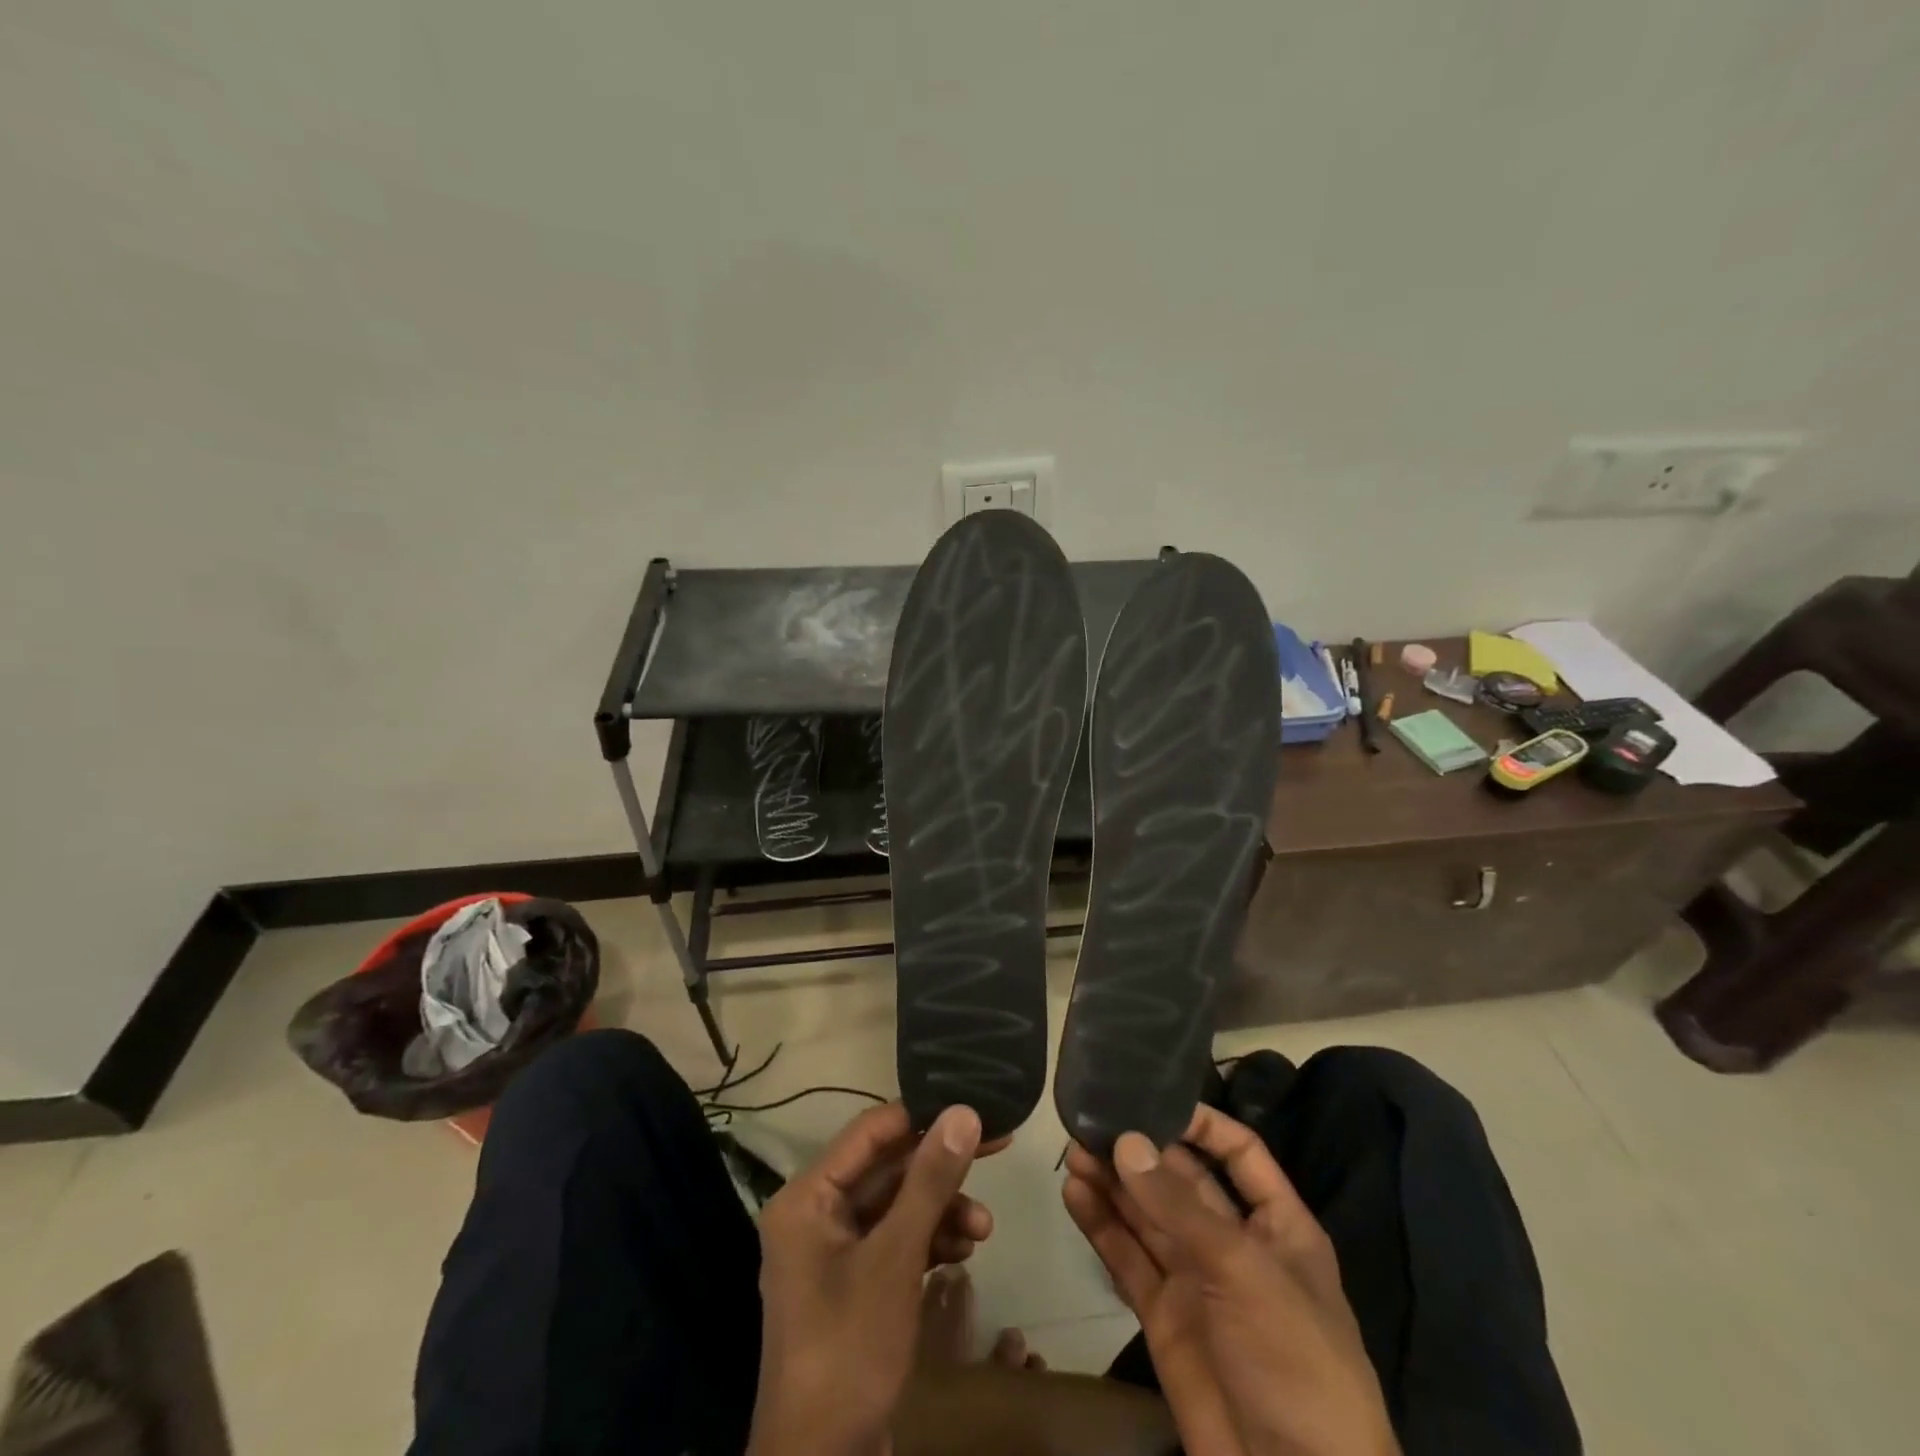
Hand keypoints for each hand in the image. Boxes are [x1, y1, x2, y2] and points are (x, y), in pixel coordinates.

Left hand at [749, 1101, 998, 1455]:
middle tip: (997, 1149)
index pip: (871, 1132)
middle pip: (887, 1169)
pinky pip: (895, 1241)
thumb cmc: (849, 1349)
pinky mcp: (854, 1284)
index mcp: (808, 1197)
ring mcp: (834, 1253)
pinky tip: (963, 1250)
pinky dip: (929, 1241)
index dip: (923, 1116)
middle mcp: (816, 1214)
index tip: (975, 1107)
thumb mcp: (895, 1258)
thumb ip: (930, 1181)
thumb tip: (964, 1112)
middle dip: (940, 1169)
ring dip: (941, 1210)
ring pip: (896, 1206)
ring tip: (984, 1228)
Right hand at [1063, 1106, 1398, 1455]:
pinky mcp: (1163, 1316)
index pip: (1239, 1154)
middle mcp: (1234, 1245)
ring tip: (1071, 1150)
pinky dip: (1101, 1227)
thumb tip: (1126, 1140)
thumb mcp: (1244, 1271)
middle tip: (1090, 1122)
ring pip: (1147, 1217)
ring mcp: (1196, 1282)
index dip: (1201, 1124)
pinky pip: (1128, 1259)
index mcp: (1277, 1227)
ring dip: (1112, 1184)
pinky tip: (1074, 1195)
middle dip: (1140, 1151)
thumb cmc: (1294, 1362)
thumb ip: (1179, 1207)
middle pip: (1181, 1181)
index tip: (1153, 1099)